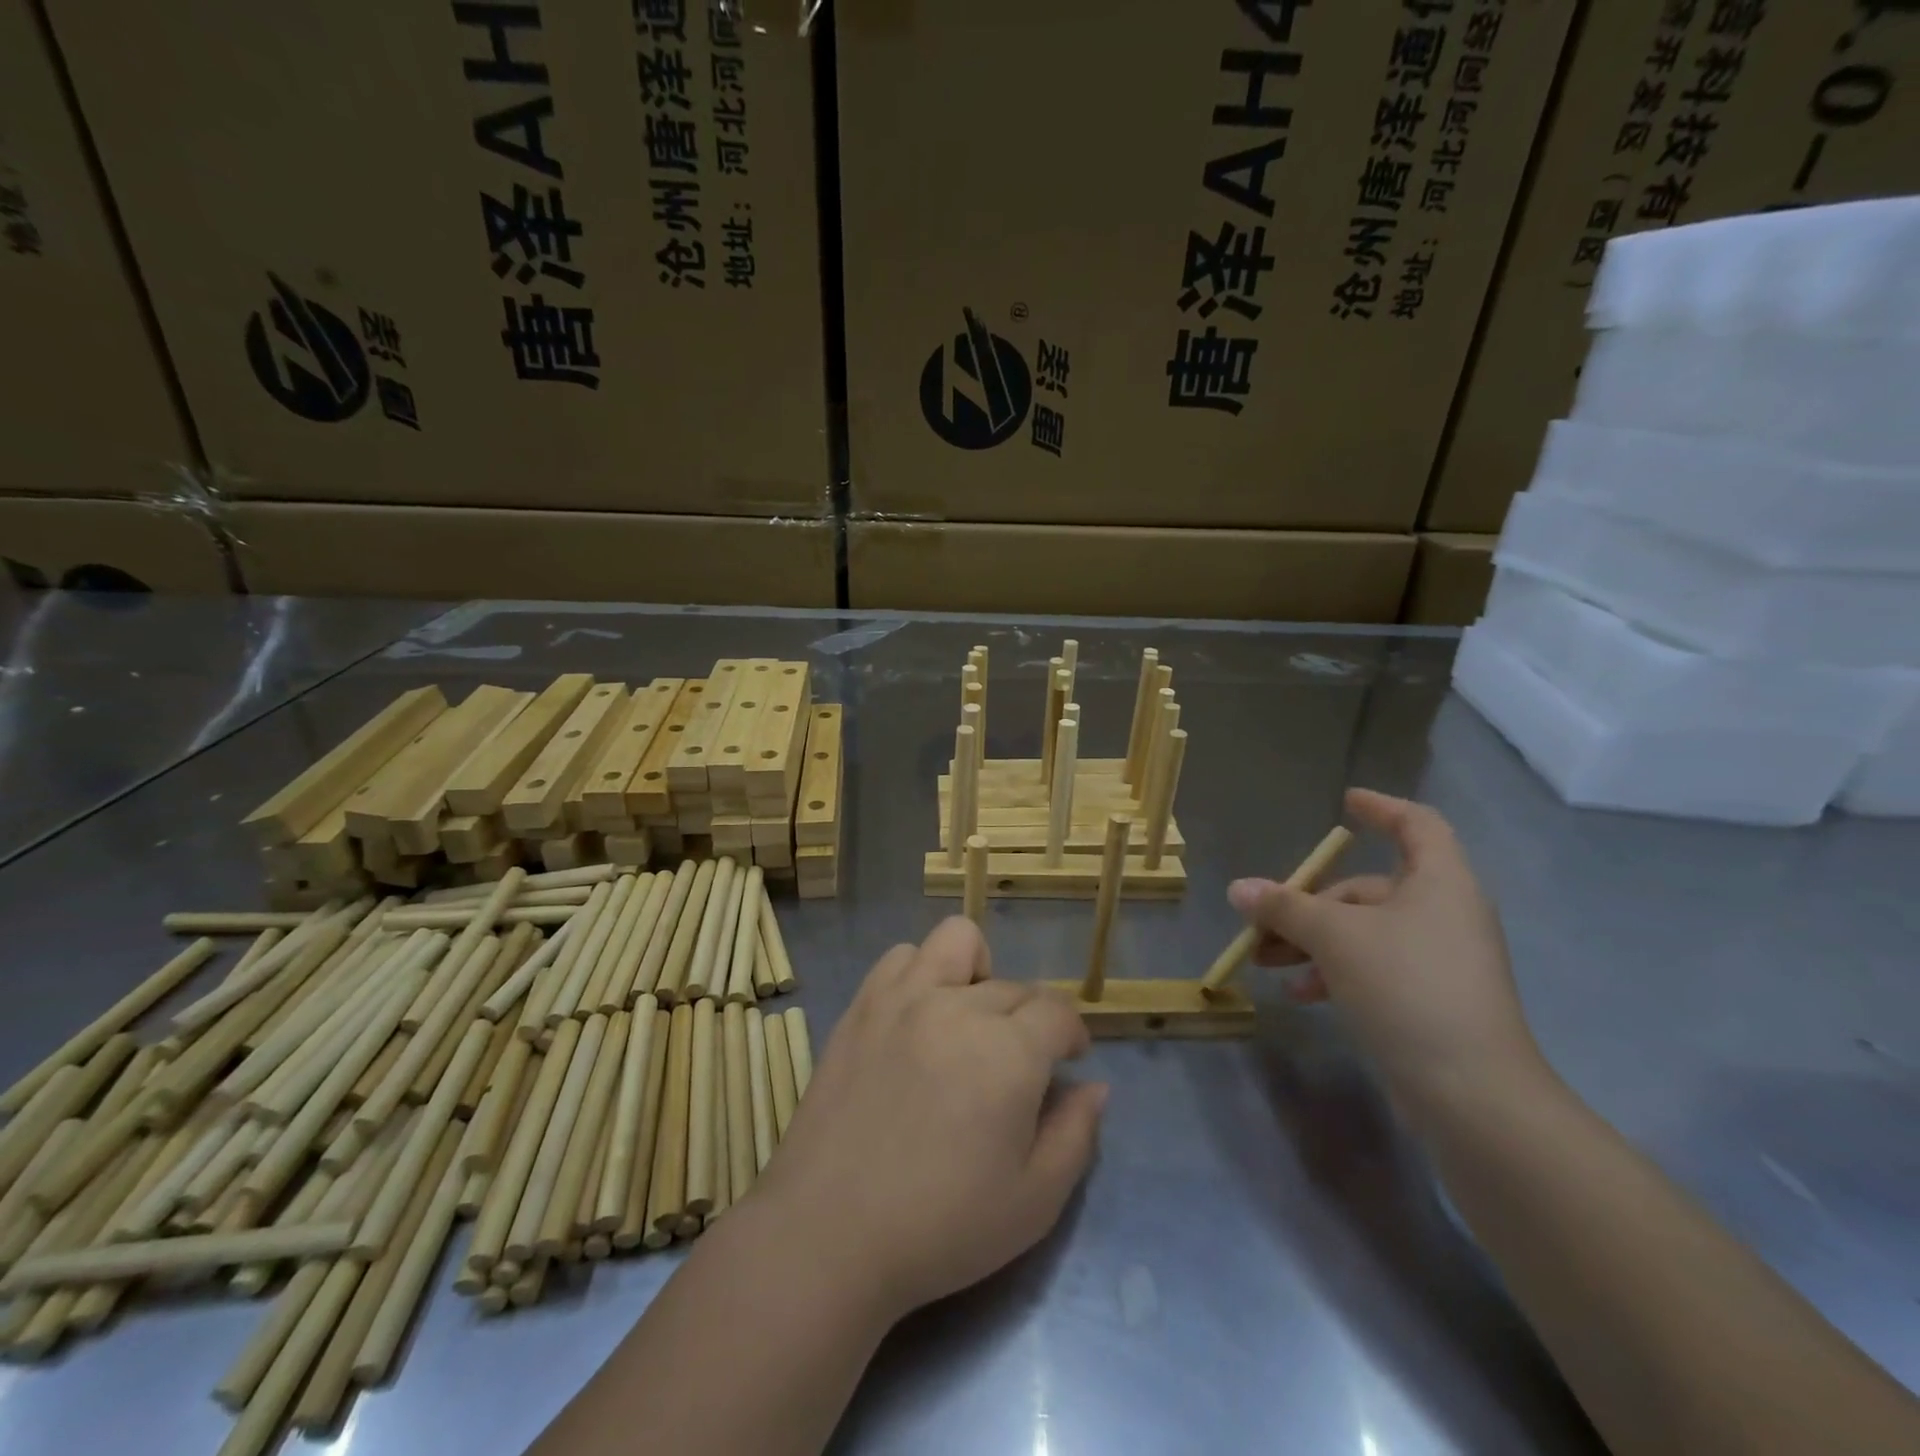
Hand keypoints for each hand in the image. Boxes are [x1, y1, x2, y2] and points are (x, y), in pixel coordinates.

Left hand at [752, 918, 1106, 1319]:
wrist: (829, 1233)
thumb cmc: (941, 1227)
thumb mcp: (1034, 1202)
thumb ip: (1076, 1135)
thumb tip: (1095, 1086)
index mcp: (1008, 1051)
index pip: (1058, 1011)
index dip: (1072, 1034)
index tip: (1069, 1060)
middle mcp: (958, 1006)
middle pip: (1013, 986)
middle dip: (1029, 1020)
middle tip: (1014, 1068)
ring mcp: (904, 998)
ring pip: (957, 942)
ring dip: (976, 972)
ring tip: (968, 1018)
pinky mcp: (862, 1005)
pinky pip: (901, 957)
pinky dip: (920, 972)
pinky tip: (918, 1016)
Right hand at [1228, 788, 1546, 1121]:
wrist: (1472, 1093)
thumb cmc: (1407, 987)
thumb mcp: (1335, 938)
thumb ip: (1285, 907)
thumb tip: (1239, 889)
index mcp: (1439, 882)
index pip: (1416, 825)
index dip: (1381, 808)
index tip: (1344, 803)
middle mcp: (1444, 913)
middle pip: (1369, 888)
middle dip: (1309, 902)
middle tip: (1262, 922)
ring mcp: (1439, 959)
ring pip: (1363, 932)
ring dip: (1312, 941)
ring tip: (1266, 961)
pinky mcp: (1429, 999)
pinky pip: (1373, 967)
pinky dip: (1335, 972)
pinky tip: (1301, 994)